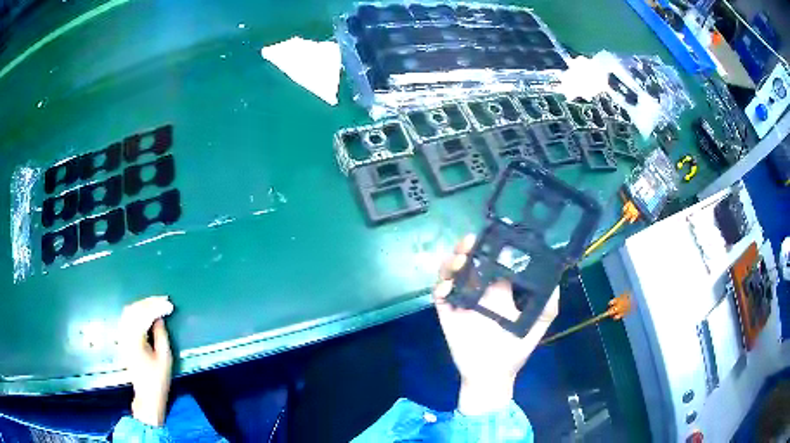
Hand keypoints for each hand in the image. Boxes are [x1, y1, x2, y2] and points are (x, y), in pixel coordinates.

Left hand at [118, 296, 174, 426]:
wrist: (146, 395)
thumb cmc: (158, 380)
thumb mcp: (165, 359)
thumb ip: (161, 336)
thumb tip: (159, 318)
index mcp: (135, 340)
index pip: (144, 315)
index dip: (157, 307)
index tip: (170, 305)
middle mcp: (125, 334)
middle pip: (135, 310)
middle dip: (149, 303)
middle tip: (164, 299)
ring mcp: (122, 336)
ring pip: (129, 311)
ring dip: (142, 304)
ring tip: (156, 302)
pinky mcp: (122, 338)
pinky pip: (126, 317)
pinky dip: (136, 310)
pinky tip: (144, 310)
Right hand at [433, 235, 559, 415]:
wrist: (492, 375)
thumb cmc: (515, 350)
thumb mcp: (538, 325)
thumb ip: (548, 303)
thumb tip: (556, 277)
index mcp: (499, 291)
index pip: (492, 262)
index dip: (490, 247)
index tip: (493, 235)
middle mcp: (479, 292)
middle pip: (468, 263)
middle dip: (466, 249)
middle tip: (469, 242)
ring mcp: (462, 303)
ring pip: (452, 275)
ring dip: (451, 264)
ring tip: (458, 260)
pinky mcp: (449, 315)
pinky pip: (440, 297)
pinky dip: (440, 288)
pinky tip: (448, 286)